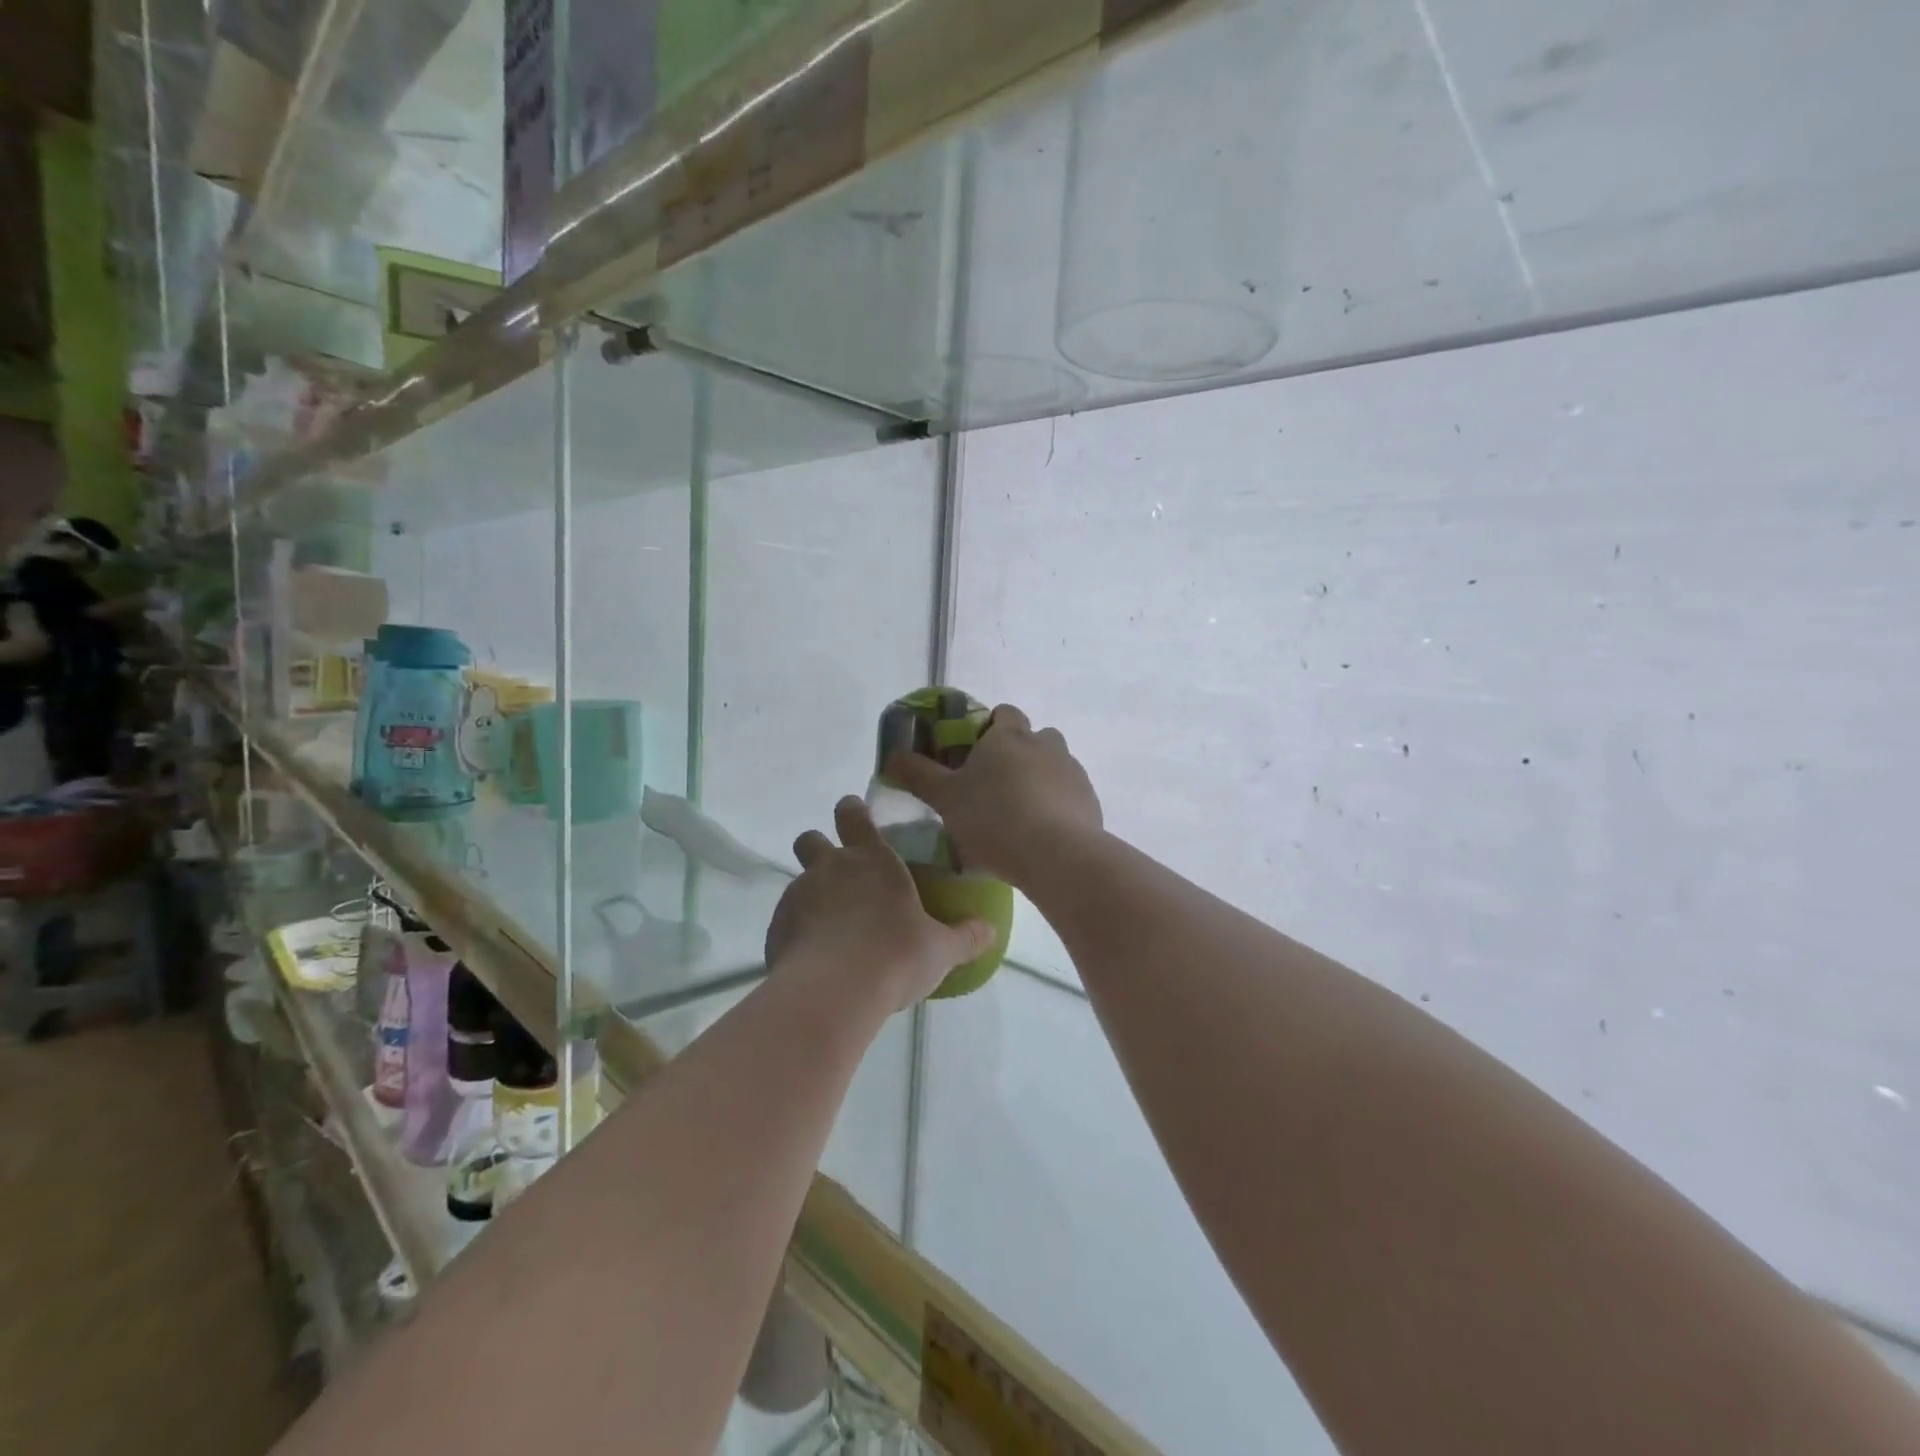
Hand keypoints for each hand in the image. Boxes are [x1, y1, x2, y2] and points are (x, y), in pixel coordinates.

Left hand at [765, 796, 995, 1011]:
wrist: (832, 992)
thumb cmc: (895, 956)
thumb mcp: (941, 949)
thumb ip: (966, 936)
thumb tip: (990, 930)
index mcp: (872, 860)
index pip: (854, 815)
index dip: (853, 811)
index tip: (855, 814)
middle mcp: (831, 868)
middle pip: (811, 839)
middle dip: (819, 847)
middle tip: (839, 872)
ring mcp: (798, 896)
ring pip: (798, 881)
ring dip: (812, 895)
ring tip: (833, 928)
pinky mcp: (776, 928)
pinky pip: (786, 920)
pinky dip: (798, 931)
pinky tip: (816, 957)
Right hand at [884, 705, 1102, 887]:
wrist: (1056, 855)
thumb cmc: (993, 819)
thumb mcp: (945, 798)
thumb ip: (918, 774)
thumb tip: (892, 755)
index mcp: (1009, 736)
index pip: (1003, 713)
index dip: (989, 728)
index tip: (974, 754)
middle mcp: (1045, 744)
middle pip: (1032, 738)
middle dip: (1016, 755)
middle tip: (993, 787)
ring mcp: (1073, 771)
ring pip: (1053, 766)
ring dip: (1038, 780)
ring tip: (1018, 815)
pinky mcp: (1090, 801)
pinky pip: (1069, 796)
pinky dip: (1056, 806)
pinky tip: (1040, 834)